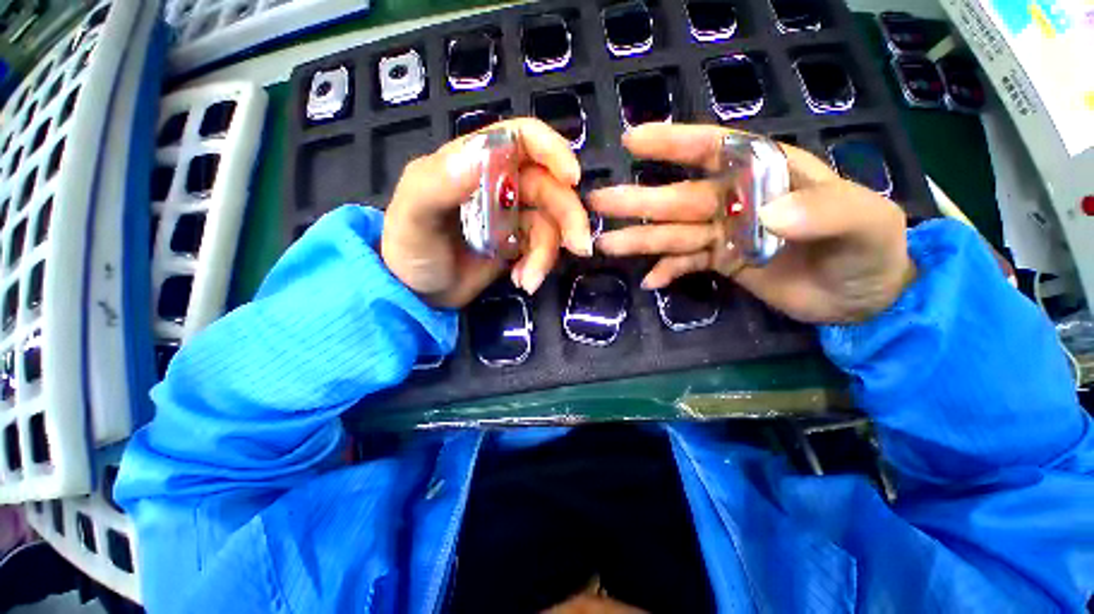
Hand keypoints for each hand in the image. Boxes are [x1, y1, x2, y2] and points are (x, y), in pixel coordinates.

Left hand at [382, 118, 592, 308]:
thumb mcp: (415, 215)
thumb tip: (486, 151)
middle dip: (568, 216)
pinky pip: (544, 248)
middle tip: (579, 246)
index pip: (522, 138)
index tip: (572, 179)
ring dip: (549, 253)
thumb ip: (441, 182)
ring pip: (551, 222)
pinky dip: (539, 266)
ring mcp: (512, 215)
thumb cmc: (409, 249)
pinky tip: (524, 283)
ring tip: (530, 281)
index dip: (553, 151)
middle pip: (549, 185)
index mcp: (473, 162)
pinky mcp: (519, 242)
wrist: (417, 293)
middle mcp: (498, 183)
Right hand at [588, 124, 915, 323]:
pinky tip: (650, 281)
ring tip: (606, 245)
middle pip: (679, 198)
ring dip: (640, 240)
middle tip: (598, 202)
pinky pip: (686, 263)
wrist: (865, 296)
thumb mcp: (865, 223)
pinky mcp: (722, 261)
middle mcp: (737, 200)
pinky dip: (668, 271)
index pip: (715, 149)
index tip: (632, 141)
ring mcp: (725, 233)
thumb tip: (766, 215)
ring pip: (674, 234)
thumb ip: (823, 211)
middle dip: (638, 201)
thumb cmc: (870, 249)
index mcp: (767, 174)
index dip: (673, 143)